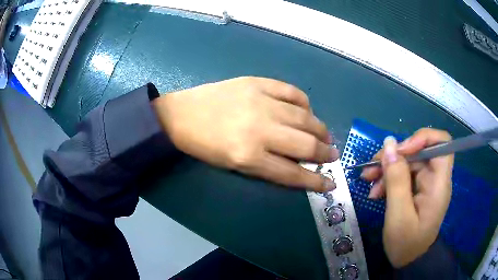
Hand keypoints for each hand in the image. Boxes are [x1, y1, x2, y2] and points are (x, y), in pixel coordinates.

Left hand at [152, 77, 338, 191]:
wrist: (181, 115)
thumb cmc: (205, 146)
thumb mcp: (235, 166)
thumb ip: (268, 167)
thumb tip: (299, 164)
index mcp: (249, 156)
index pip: (294, 173)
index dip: (315, 181)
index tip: (330, 183)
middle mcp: (260, 129)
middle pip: (305, 144)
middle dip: (325, 153)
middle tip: (332, 155)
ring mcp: (260, 101)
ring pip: (304, 116)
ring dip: (320, 128)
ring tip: (325, 135)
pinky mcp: (257, 82)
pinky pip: (292, 91)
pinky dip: (305, 102)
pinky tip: (307, 110)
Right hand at [361, 128, 453, 267]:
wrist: (409, 261)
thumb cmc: (407, 243)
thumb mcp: (398, 215)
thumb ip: (396, 179)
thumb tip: (389, 144)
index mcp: (439, 183)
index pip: (442, 143)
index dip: (423, 138)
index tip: (401, 150)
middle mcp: (435, 178)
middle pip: (419, 151)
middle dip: (395, 156)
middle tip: (371, 168)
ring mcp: (426, 184)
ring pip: (409, 162)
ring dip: (388, 168)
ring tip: (368, 181)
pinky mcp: (418, 189)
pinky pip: (404, 175)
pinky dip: (389, 180)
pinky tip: (376, 192)